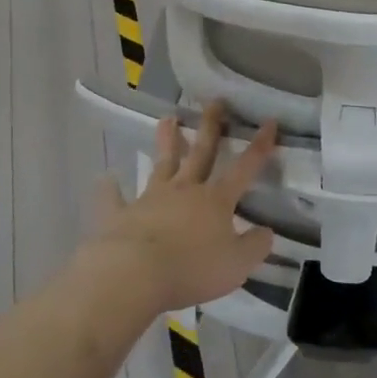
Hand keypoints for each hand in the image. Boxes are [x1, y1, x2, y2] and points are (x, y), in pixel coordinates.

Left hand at [87, 101, 278, 316]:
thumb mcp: (237, 264)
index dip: (259, 146)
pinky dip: (110, 190)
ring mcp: (150, 200)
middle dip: (210, 127)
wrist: (134, 275)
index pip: (244, 168)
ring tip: (167, 119)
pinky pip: (115, 200)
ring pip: (162, 165)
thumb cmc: (192, 269)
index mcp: (216, 201)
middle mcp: (184, 191)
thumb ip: (255, 246)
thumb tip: (267, 231)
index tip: (269, 122)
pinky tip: (107, 179)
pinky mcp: (120, 215)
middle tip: (215, 102)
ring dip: (166, 142)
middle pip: (201, 154)